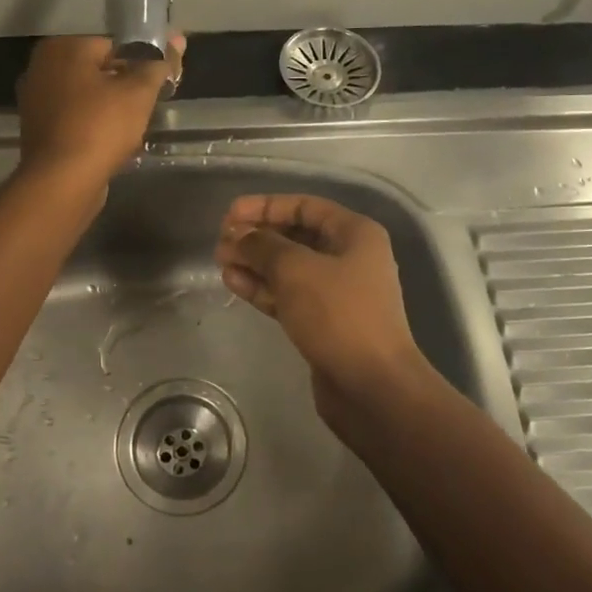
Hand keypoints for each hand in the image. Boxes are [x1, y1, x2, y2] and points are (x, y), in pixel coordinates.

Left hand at [16, 35, 183, 196]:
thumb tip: (177, 38)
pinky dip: (92, 128)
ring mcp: (34, 101)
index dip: (140, 65)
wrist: (62, 182)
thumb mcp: (139, 93)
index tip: (156, 87)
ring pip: (86, 98)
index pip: (113, 46)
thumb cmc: (101, 127)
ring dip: (109, 111)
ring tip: (130, 131)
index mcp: (63, 48)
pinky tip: (109, 145)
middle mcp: (41, 68)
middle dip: (123, 89)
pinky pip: (74, 120)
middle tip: (145, 110)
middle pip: (97, 72)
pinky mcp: (36, 131)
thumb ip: (158, 64)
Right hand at [214, 193, 435, 435]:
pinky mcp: (324, 323)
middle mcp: (350, 258)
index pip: (305, 206)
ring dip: (255, 263)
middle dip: (257, 237)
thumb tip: (239, 236)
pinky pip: (289, 296)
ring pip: (289, 269)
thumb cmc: (338, 314)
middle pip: (296, 237)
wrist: (371, 385)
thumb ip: (263, 246)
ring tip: (220, 261)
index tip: (230, 214)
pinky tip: (233, 282)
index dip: (265, 206)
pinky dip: (263, 288)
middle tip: (221, 241)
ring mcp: (338, 293)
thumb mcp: (295, 270)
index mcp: (355, 234)